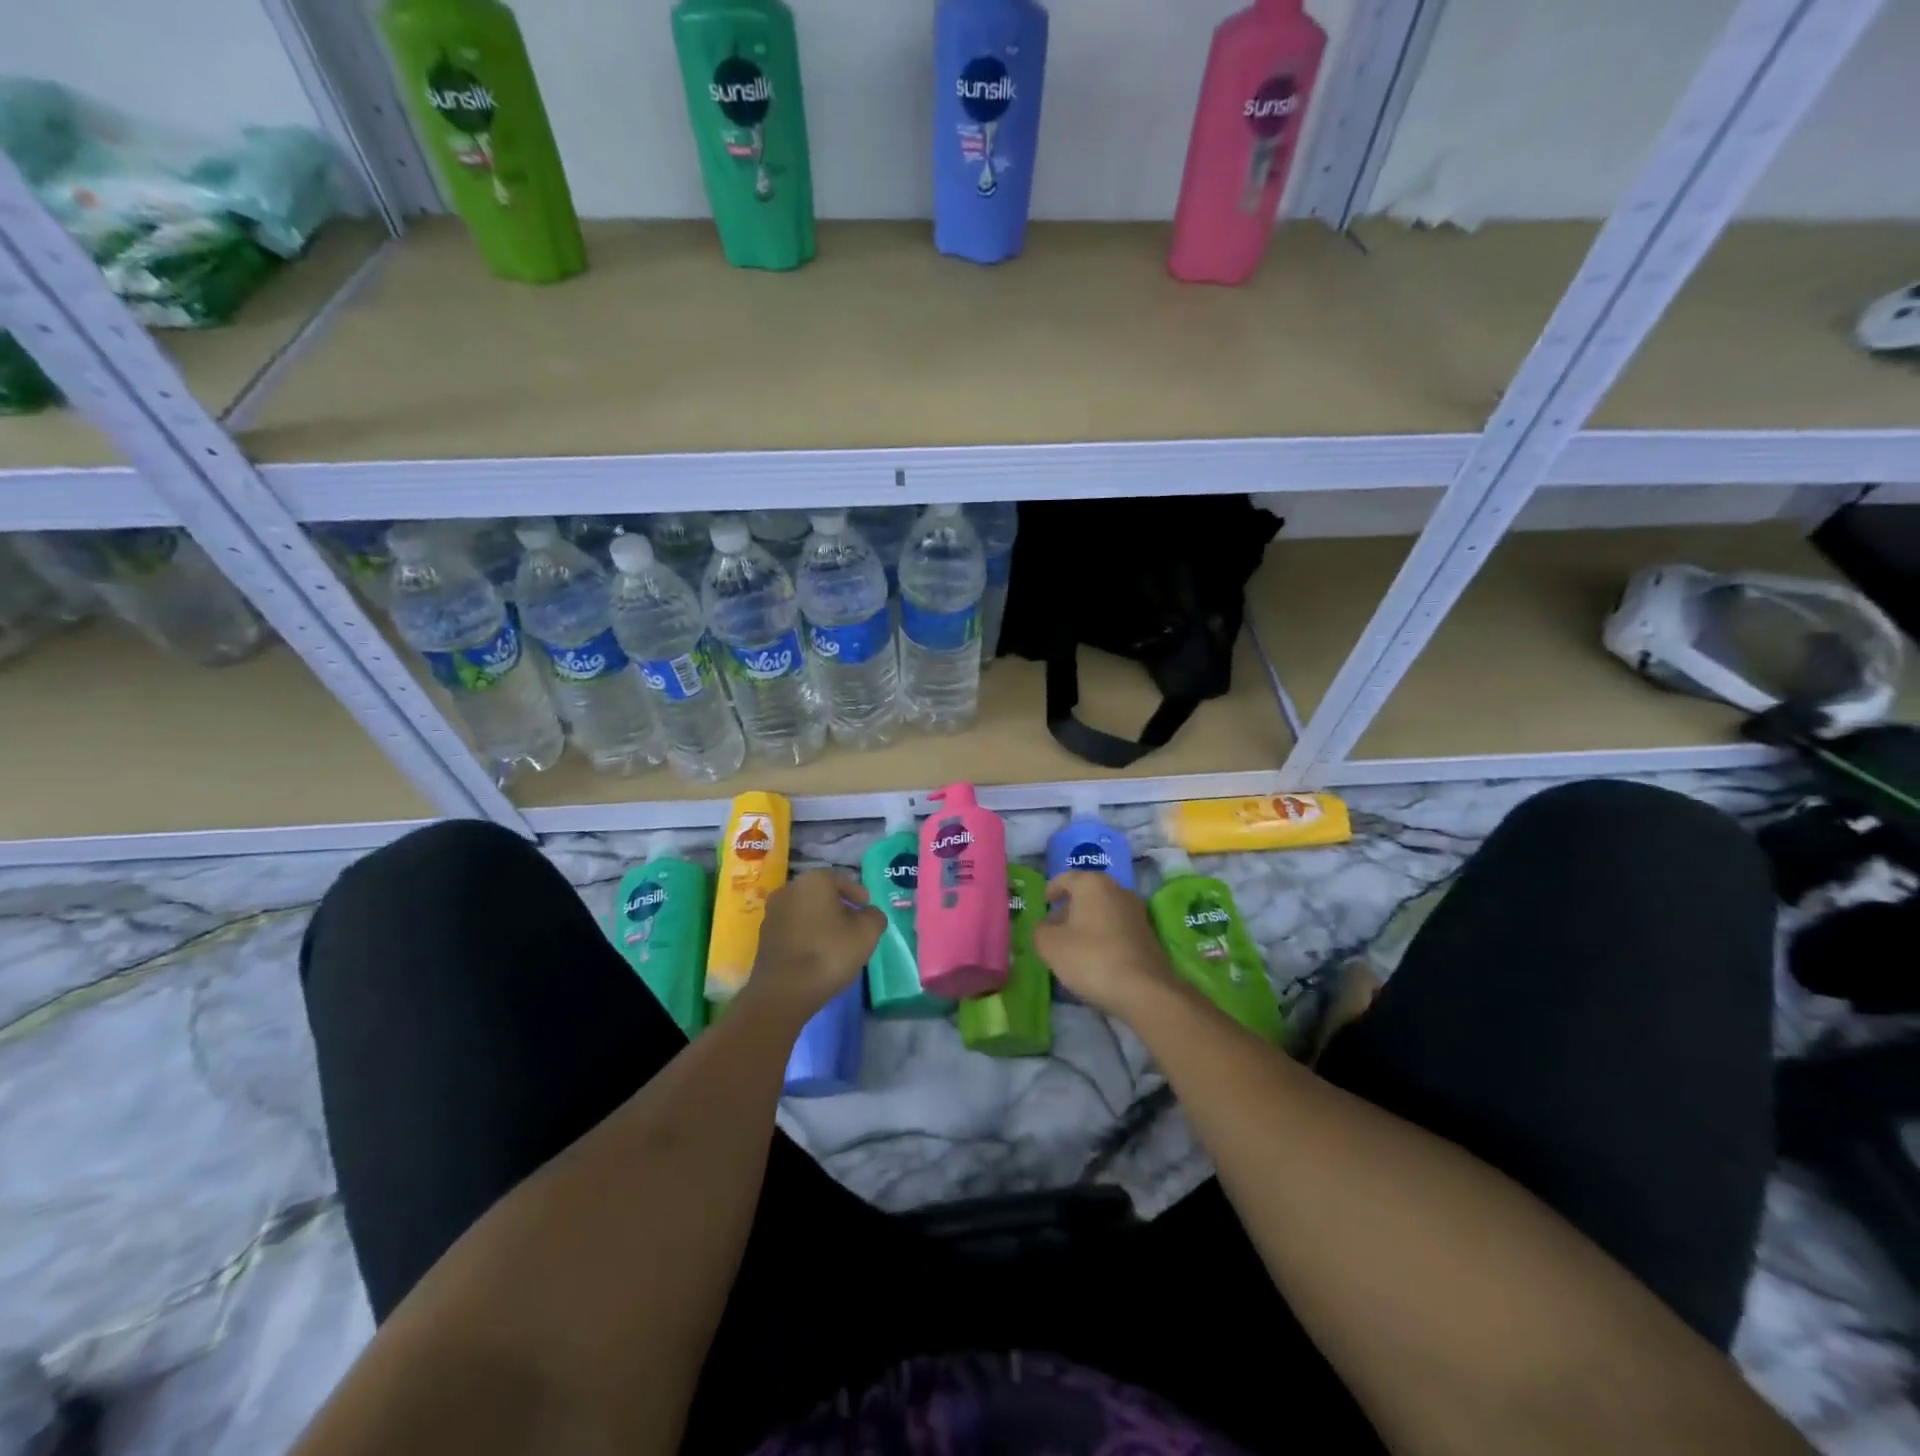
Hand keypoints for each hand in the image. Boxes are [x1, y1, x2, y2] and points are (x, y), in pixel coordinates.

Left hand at [741, 870, 884, 1022]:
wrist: (783, 992)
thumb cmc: (829, 954)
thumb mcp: (867, 933)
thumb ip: (874, 916)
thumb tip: (869, 913)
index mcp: (813, 881)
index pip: (841, 879)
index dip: (857, 893)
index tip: (867, 907)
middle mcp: (789, 889)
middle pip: (821, 893)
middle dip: (839, 906)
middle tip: (855, 923)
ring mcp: (772, 913)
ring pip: (805, 910)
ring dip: (821, 920)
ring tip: (837, 940)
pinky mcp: (764, 936)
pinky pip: (793, 927)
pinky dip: (807, 934)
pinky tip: (817, 952)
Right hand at [1032, 871, 1179, 1020]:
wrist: (1144, 990)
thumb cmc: (1090, 958)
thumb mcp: (1049, 945)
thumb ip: (1040, 930)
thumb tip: (1044, 927)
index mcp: (1092, 883)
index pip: (1065, 878)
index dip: (1051, 891)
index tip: (1043, 905)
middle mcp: (1117, 889)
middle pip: (1086, 894)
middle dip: (1069, 909)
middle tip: (1054, 929)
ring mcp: (1136, 911)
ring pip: (1103, 910)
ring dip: (1087, 923)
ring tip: (1073, 946)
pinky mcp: (1148, 933)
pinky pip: (1117, 927)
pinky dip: (1103, 936)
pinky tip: (1095, 957)